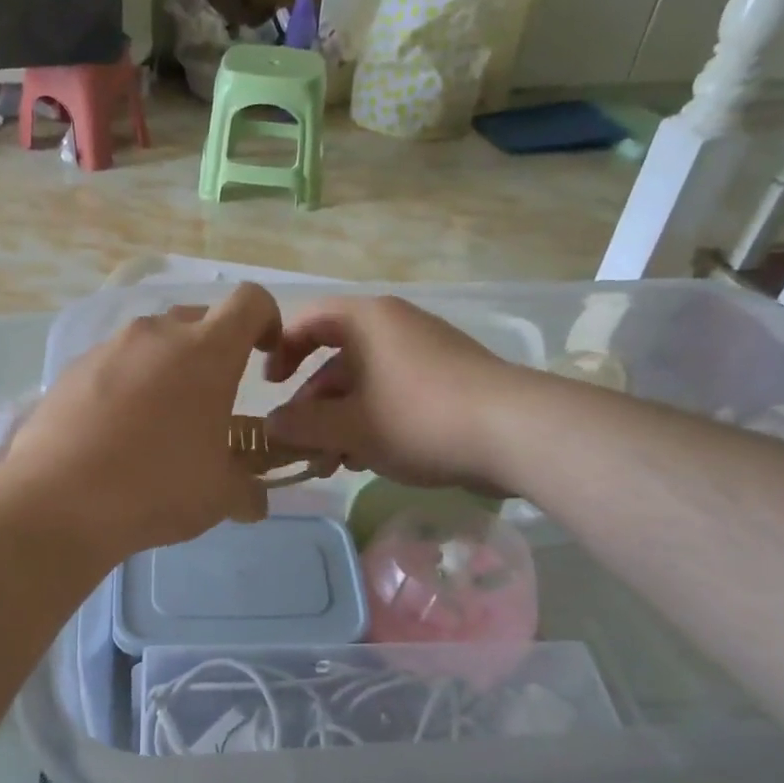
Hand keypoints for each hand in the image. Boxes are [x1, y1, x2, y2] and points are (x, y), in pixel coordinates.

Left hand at [6, 284, 283, 556]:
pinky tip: (115, 432)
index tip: (265, 357)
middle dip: (213, 351)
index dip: (267, 321)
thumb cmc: (157, 487)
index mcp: (207, 352)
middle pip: (198, 320)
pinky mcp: (72, 369)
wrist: (58, 500)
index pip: (251, 302)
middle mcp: (157, 335)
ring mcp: (109, 348)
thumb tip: (254, 501)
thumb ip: (248, 489)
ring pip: (152, 342)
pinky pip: (114, 364)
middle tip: (210, 401)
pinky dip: (126, 385)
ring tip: (159, 422)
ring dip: (166, 369)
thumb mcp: (220, 496)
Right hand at [264, 296, 516, 489]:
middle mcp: (395, 326)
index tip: (270, 387)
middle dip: (313, 405)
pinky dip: (373, 421)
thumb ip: (303, 426)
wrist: (513, 432)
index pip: (309, 321)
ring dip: (341, 421)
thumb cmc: (418, 418)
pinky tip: (368, 459)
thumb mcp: (350, 427)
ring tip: (332, 462)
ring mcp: (426, 352)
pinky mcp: (448, 380)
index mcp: (367, 321)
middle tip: (301, 444)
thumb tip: (271, 426)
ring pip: (366, 383)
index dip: (282, 350)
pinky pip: (395, 394)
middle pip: (337, 359)